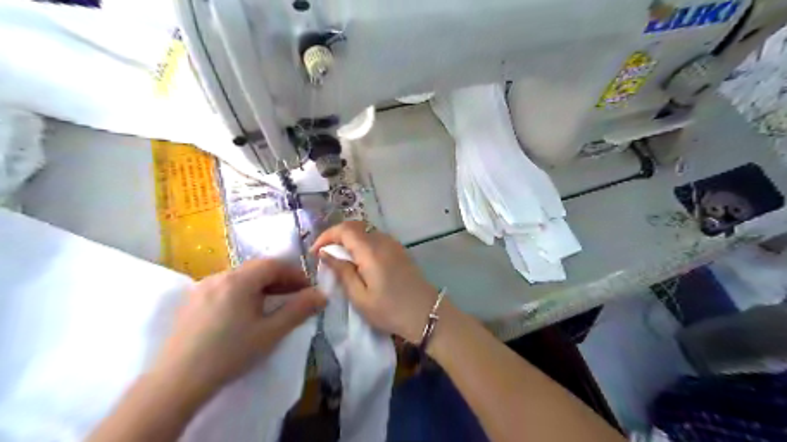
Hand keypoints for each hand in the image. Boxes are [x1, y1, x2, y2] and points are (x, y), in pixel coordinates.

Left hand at [153, 257, 325, 394]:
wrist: (176, 382)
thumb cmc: (230, 353)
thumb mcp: (271, 332)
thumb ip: (299, 310)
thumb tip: (322, 295)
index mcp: (239, 280)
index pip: (274, 264)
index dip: (295, 273)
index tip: (308, 289)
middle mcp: (219, 276)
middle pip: (256, 268)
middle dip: (280, 279)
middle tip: (294, 296)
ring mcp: (202, 288)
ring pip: (240, 277)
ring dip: (261, 286)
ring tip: (272, 305)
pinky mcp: (191, 301)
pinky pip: (225, 287)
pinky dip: (243, 292)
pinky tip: (244, 312)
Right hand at [312, 222, 435, 343]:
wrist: (426, 314)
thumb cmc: (390, 310)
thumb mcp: (360, 296)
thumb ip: (342, 271)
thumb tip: (326, 253)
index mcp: (371, 250)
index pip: (344, 229)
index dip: (326, 236)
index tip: (315, 252)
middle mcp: (383, 241)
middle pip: (355, 226)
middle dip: (336, 236)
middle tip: (324, 253)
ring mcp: (393, 244)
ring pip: (366, 231)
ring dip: (349, 239)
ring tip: (338, 258)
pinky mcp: (399, 250)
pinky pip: (376, 238)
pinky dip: (362, 243)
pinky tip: (358, 260)